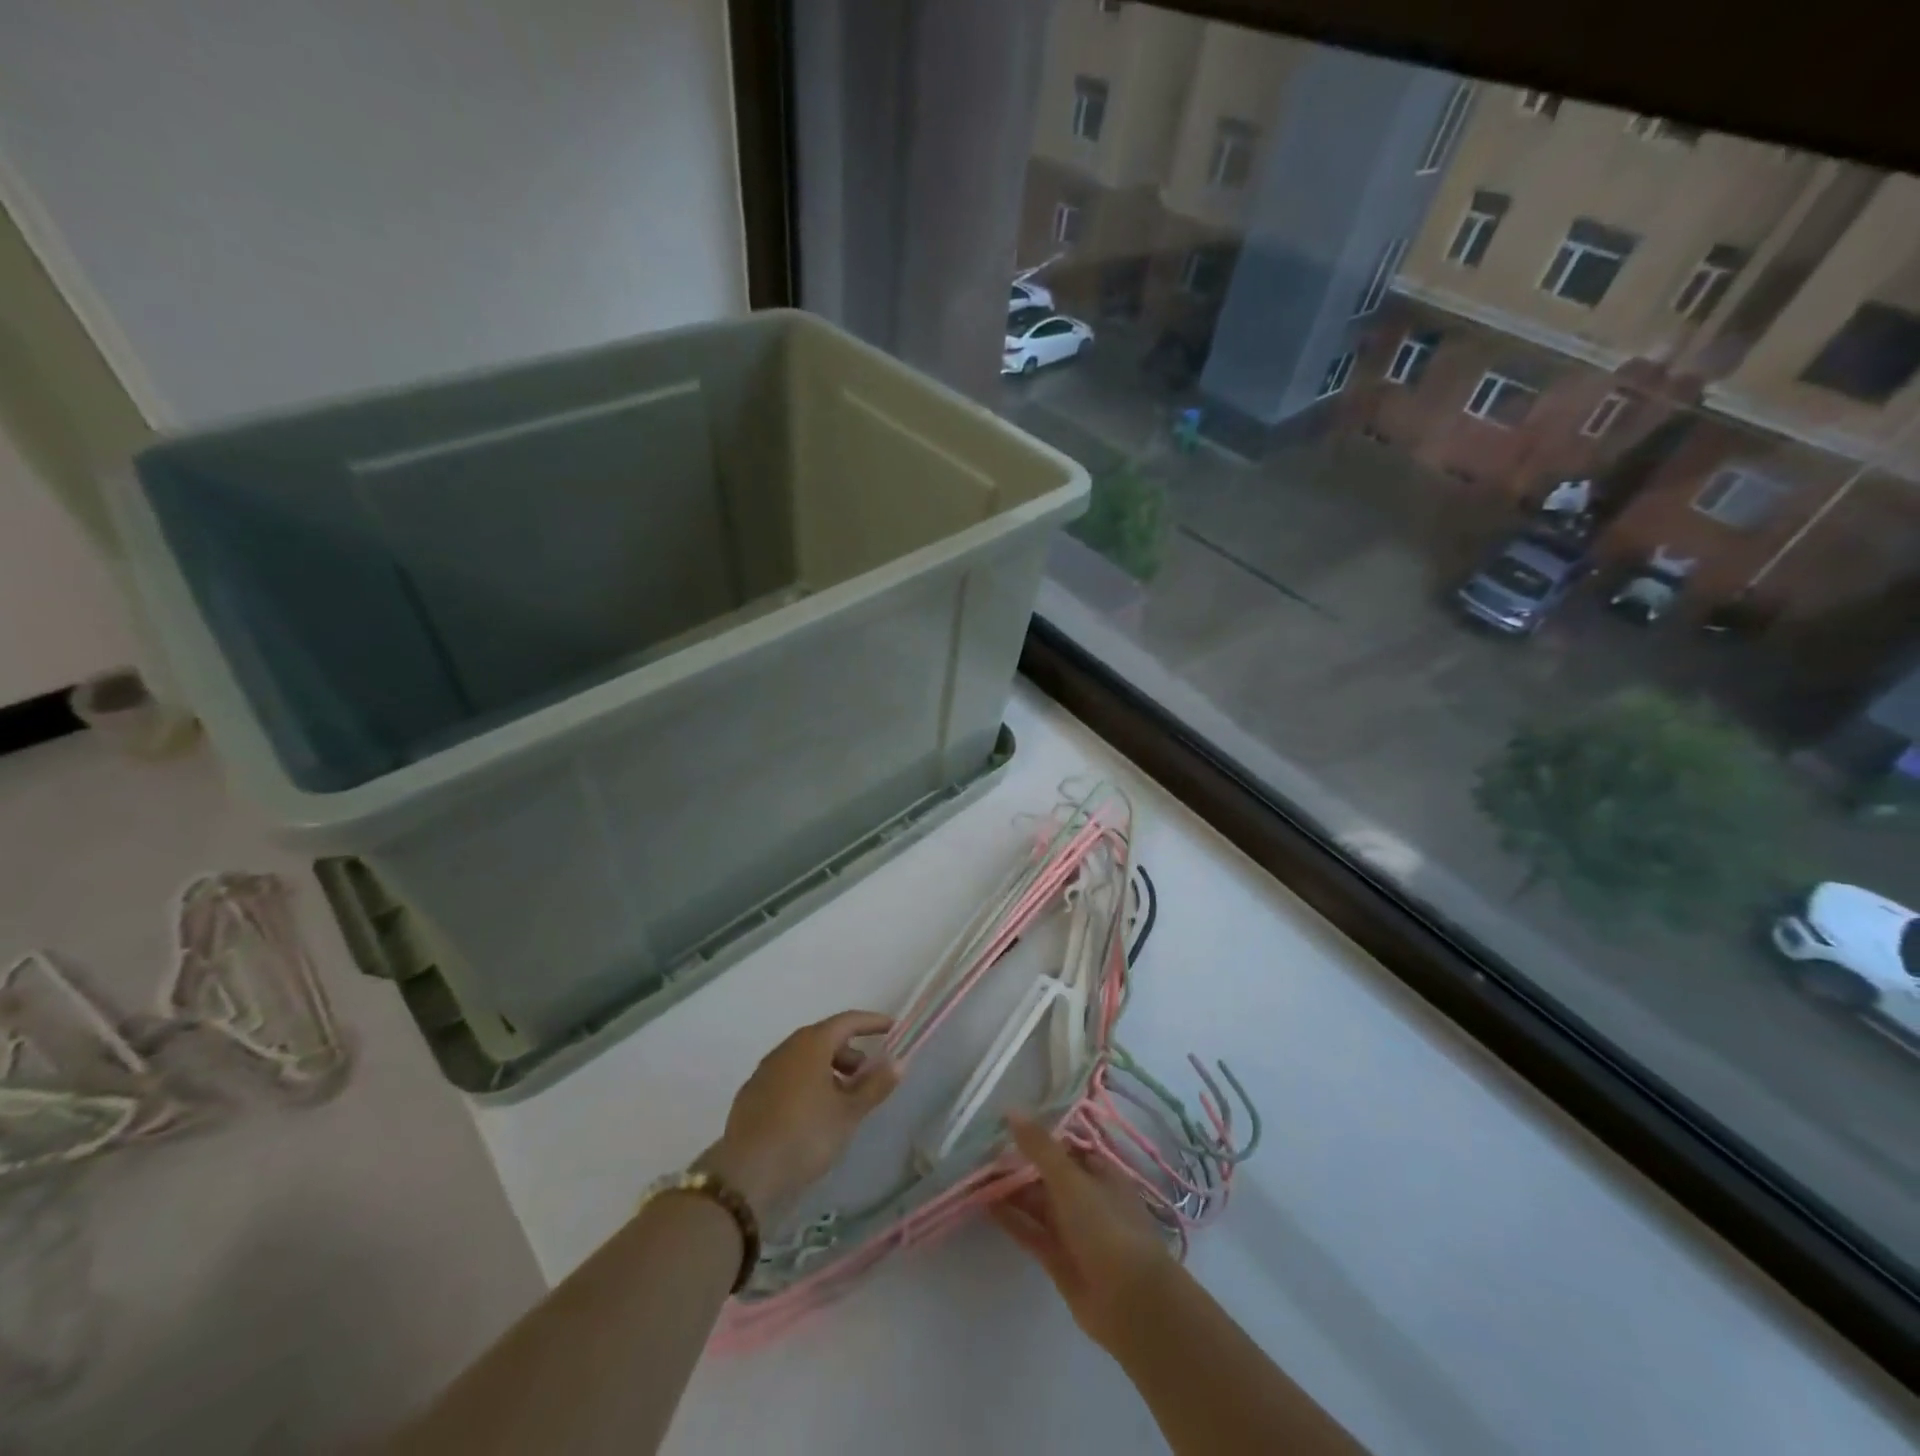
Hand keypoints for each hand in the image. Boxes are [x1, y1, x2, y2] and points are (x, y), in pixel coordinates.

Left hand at [698, 1010, 899, 1223]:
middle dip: (850, 1053)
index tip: (892, 1028)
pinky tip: (813, 1114)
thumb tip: (898, 1062)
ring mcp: (765, 1071)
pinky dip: (807, 1084)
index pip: (847, 1021)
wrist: (746, 1174)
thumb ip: (875, 1085)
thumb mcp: (848, 1113)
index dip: (872, 1022)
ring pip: (805, 1059)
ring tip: (844, 1100)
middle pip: (824, 1039)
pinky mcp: (751, 1095)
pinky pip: (788, 1077)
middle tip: (868, 1075)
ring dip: (828, 1070)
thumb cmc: (806, 1135)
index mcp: (811, 1044)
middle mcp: (786, 1049)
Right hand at [992, 1113, 1175, 1349]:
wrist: (1130, 1302)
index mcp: (1098, 1171)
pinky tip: (985, 1206)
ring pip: (1036, 1203)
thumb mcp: (1071, 1180)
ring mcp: (1073, 1230)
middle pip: (1047, 1175)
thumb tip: (1011, 1110)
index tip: (1004, 1125)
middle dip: (1017, 1165)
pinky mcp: (1059, 1259)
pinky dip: (1011, 1219)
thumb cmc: (1106, 1226)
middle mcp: (1086, 1197)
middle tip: (980, 1152)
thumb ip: (1040, 1147)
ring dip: (1010, 1191)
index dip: (1036, 1136)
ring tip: (975, 1176)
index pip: (1064, 1146)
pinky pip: (1031, 1232)